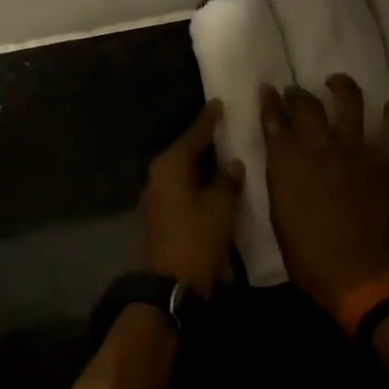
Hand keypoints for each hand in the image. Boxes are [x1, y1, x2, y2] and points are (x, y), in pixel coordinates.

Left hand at [141, 101, 244, 296]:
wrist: (169, 284)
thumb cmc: (197, 239)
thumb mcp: (221, 207)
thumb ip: (228, 181)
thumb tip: (233, 164)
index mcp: (170, 166)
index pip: (193, 135)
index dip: (208, 120)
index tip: (219, 104)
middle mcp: (157, 176)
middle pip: (184, 151)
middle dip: (203, 140)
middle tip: (224, 126)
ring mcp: (155, 197)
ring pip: (181, 171)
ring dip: (199, 163)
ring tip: (222, 152)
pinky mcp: (158, 216)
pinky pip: (180, 188)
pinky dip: (195, 182)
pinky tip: (211, 183)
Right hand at [261, 75, 388, 314]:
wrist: (354, 271)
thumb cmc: (306, 253)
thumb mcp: (279, 213)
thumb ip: (281, 179)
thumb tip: (284, 162)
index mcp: (286, 162)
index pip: (273, 121)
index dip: (269, 103)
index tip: (267, 90)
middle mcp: (317, 146)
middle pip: (306, 105)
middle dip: (297, 94)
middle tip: (296, 92)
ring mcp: (353, 149)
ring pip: (348, 101)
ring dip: (341, 87)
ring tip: (337, 83)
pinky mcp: (383, 160)